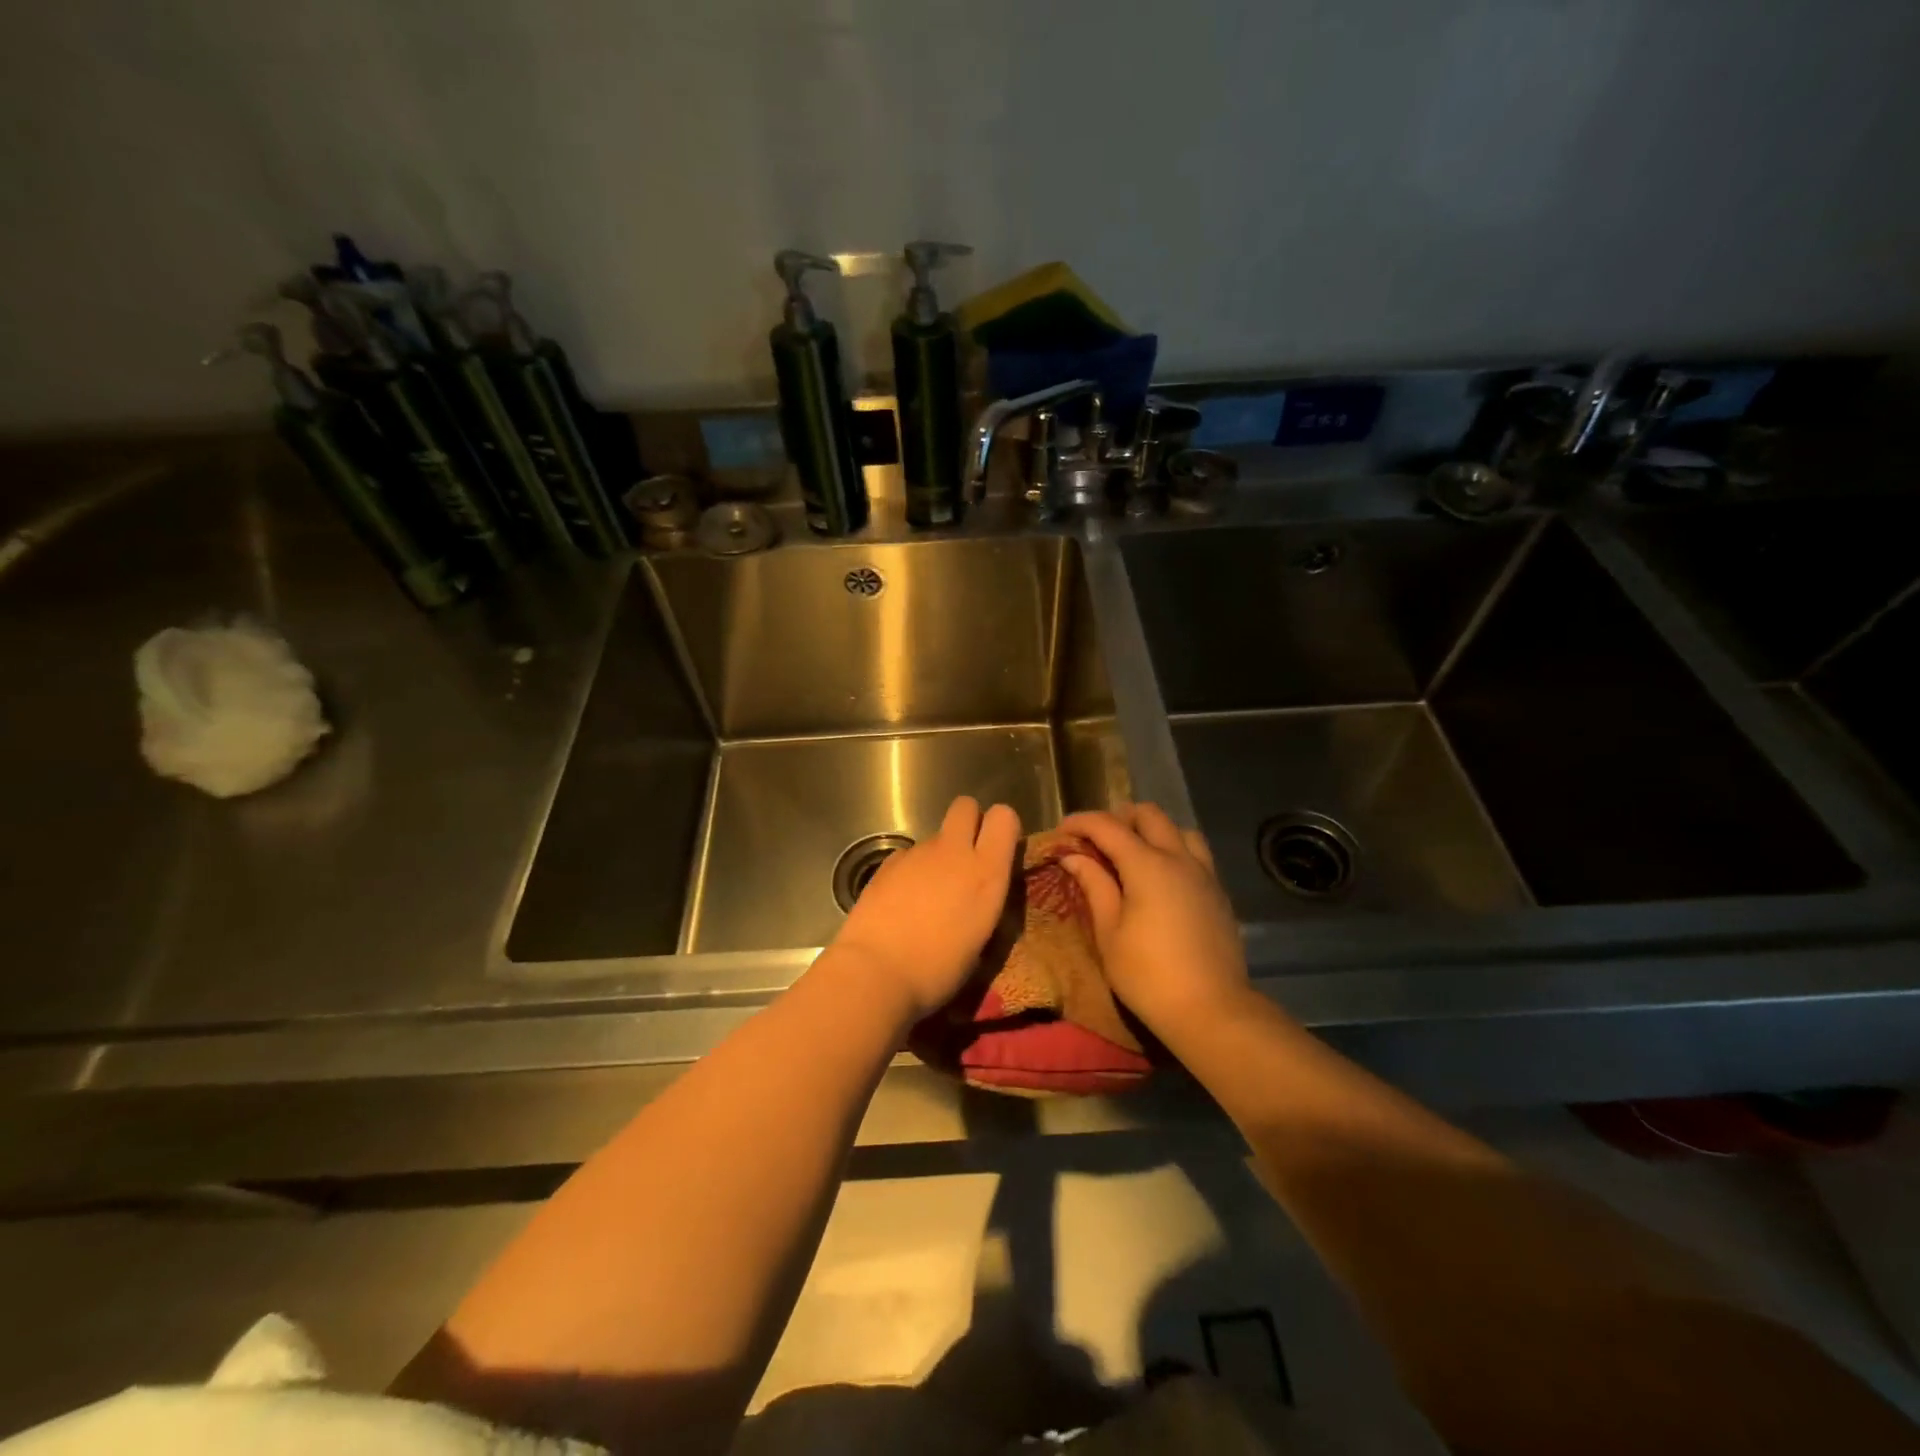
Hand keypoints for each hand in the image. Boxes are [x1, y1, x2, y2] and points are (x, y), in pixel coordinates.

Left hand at [823, 796, 1021, 1022]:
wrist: (876, 972)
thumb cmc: (938, 969)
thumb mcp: (980, 941)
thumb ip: (985, 903)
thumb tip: (980, 893)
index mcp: (986, 872)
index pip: (1004, 817)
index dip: (1001, 828)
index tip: (997, 850)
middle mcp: (953, 852)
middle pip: (965, 806)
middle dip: (968, 823)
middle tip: (965, 858)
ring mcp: (917, 854)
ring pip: (935, 838)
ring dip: (936, 857)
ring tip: (926, 897)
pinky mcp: (887, 863)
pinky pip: (908, 856)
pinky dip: (909, 872)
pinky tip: (900, 903)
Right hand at [1057, 804, 1250, 1038]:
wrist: (1212, 1010)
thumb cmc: (1148, 975)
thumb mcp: (1109, 933)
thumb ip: (1094, 886)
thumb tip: (1073, 856)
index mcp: (1147, 865)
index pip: (1107, 826)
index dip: (1080, 822)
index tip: (1061, 832)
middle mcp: (1179, 858)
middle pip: (1148, 815)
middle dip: (1118, 818)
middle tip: (1096, 842)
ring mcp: (1204, 873)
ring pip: (1178, 830)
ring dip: (1152, 831)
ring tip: (1132, 855)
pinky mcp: (1218, 892)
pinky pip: (1196, 854)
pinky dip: (1173, 851)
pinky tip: (1161, 879)